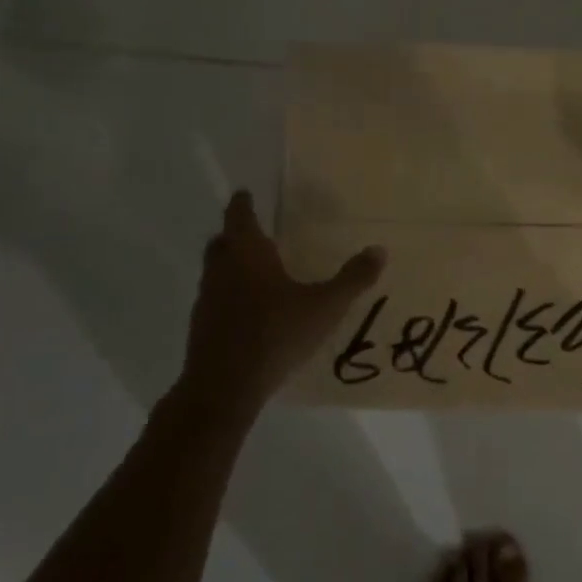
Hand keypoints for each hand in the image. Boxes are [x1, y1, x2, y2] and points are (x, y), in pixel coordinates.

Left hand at [178, 191, 385, 412]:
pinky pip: (215, 299)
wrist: (224, 387)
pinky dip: (229, 295)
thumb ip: (352, 279)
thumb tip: (379, 250)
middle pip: (222, 241)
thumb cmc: (275, 335)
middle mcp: (221, 269)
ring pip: (216, 271)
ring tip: (257, 271)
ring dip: (231, 265)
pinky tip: (251, 311)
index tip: (245, 194)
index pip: (239, 216)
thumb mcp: (325, 307)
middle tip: (256, 232)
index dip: (243, 203)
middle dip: (236, 234)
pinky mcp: (201, 327)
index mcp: (247, 254)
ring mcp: (207, 299)